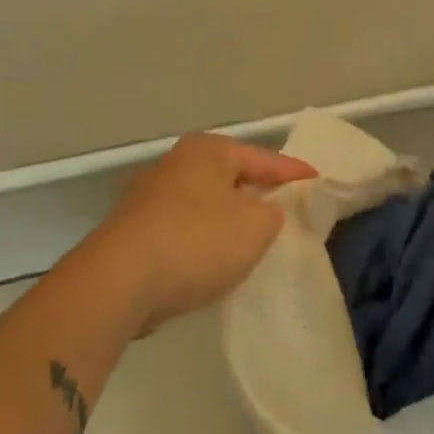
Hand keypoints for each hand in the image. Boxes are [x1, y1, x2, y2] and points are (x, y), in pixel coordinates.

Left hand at [89, 133, 315, 332]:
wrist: (118, 283)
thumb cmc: (196, 241)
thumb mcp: (256, 227)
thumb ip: (273, 213)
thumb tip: (264, 211)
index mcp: (208, 151)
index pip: (263, 158)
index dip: (293, 171)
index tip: (316, 179)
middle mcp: (176, 163)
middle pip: (230, 177)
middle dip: (256, 192)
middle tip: (285, 207)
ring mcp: (149, 197)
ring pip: (205, 204)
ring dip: (227, 219)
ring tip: (251, 237)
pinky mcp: (133, 231)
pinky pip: (183, 229)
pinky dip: (202, 240)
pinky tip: (211, 260)